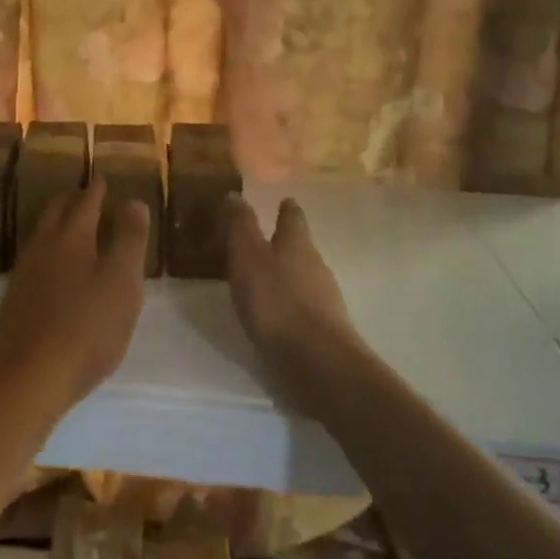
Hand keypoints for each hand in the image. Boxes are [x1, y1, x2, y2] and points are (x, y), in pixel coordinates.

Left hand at [0, 177, 149, 418]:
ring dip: (56, 225)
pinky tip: (51, 270)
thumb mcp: (122, 283)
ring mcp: (23, 273)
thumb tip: (133, 201)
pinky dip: (47, 253)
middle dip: (72, 200)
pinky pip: (32, 261)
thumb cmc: (88, 327)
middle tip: (85, 196)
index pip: (85, 202)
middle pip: (56, 212)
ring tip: (70, 228)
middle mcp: (42, 246)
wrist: (32, 377)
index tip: (103, 179)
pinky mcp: (13, 299)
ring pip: (41, 236)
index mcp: (71, 237)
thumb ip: (129, 240)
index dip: (97, 190)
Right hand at [225, 195, 359, 405]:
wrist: (318, 364)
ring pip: (304, 277)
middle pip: (301, 247)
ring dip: (287, 275)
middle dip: (286, 242)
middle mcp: (315, 266)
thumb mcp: (249, 258)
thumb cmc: (277, 302)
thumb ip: (241, 226)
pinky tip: (276, 315)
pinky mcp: (324, 331)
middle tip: (266, 239)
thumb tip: (235, 194)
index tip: (284, 200)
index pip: (293, 218)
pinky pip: (304, 307)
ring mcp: (324, 300)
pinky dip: (290, 304)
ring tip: (266, 277)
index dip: (287, 209)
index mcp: (297, 244)